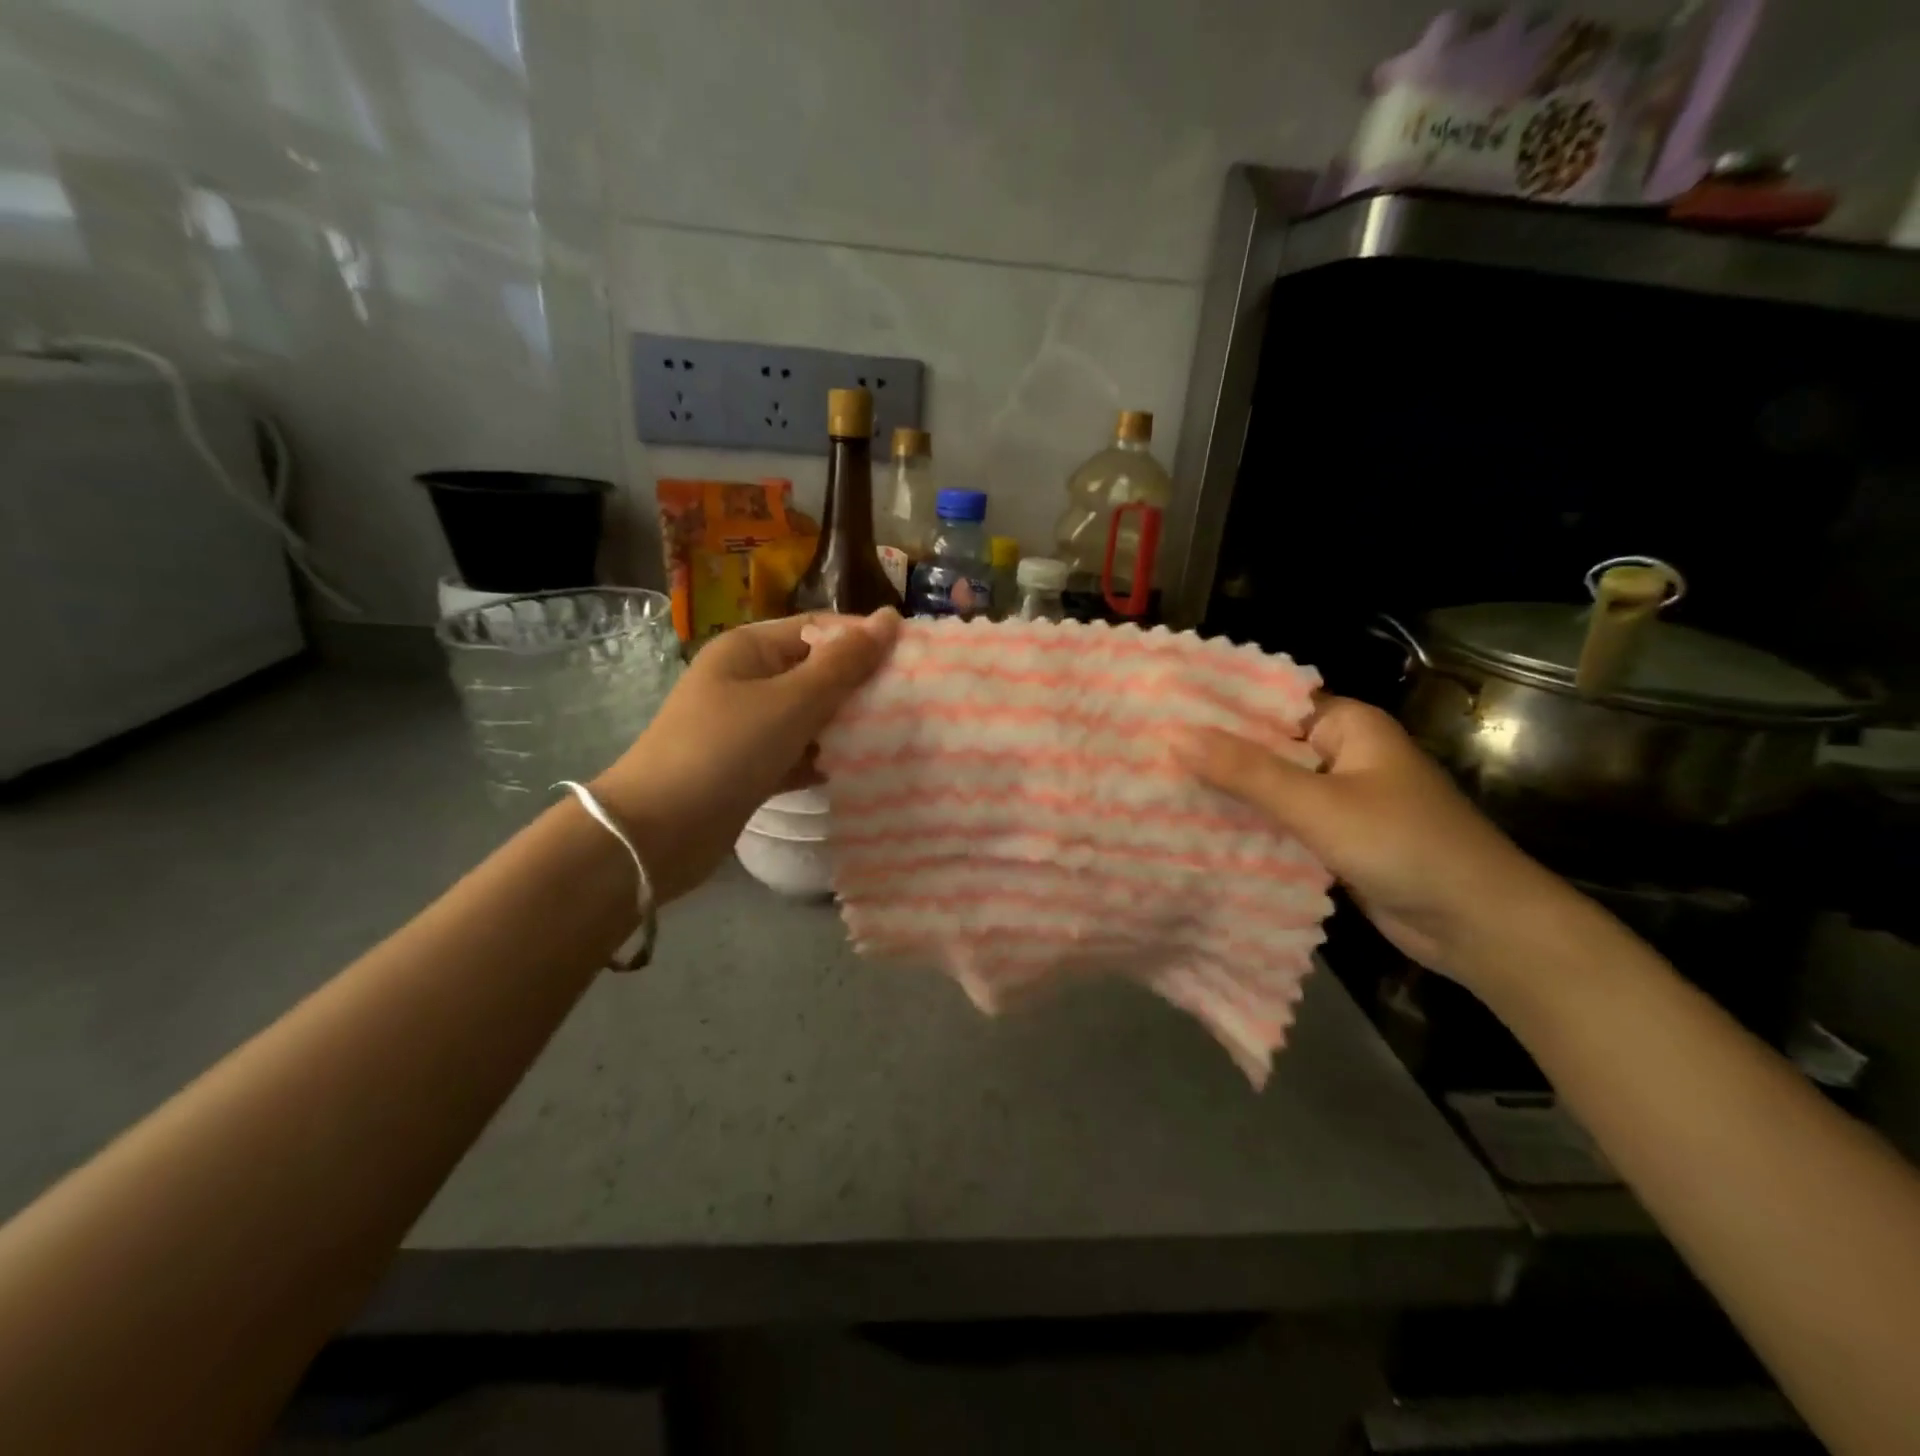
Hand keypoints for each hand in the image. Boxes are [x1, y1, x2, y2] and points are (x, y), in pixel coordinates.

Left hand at [592, 609, 899, 901]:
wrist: (656, 833)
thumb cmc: (726, 750)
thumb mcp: (792, 701)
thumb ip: (844, 663)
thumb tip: (890, 618)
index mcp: (750, 649)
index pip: (819, 629)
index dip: (864, 640)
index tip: (914, 660)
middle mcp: (747, 680)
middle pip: (816, 672)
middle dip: (860, 686)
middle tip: (913, 701)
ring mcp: (746, 726)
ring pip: (810, 716)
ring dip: (847, 725)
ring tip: (898, 734)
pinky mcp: (750, 767)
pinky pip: (798, 752)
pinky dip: (824, 758)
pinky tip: (860, 769)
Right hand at [1170, 697, 1567, 982]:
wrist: (1480, 926)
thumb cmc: (1403, 845)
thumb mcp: (1318, 804)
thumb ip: (1247, 771)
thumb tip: (1175, 735)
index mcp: (1347, 726)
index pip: (1269, 703)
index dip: (1217, 707)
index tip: (1159, 711)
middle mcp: (1341, 754)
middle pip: (1266, 746)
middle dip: (1214, 753)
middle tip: (1146, 753)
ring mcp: (1339, 799)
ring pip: (1271, 788)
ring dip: (1228, 792)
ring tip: (1158, 787)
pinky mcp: (1336, 839)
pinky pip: (1282, 822)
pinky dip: (1249, 825)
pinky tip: (1198, 829)